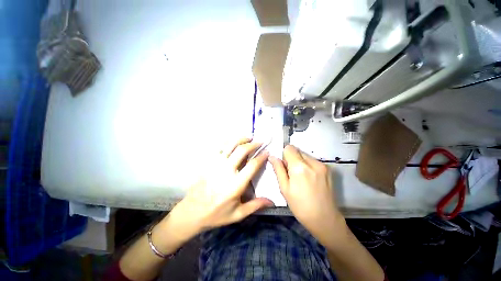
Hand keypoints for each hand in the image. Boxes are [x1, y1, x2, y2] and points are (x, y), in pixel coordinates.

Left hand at [168, 138, 273, 238]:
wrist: (192, 212)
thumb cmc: (216, 214)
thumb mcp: (238, 214)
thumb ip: (255, 205)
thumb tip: (272, 201)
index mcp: (236, 184)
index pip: (252, 165)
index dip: (261, 156)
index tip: (267, 152)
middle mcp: (226, 171)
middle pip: (242, 150)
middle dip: (253, 144)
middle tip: (259, 141)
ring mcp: (215, 164)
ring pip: (230, 145)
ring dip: (241, 138)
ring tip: (248, 137)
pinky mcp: (208, 163)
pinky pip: (219, 147)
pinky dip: (227, 141)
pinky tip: (232, 140)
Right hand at [269, 145, 342, 243]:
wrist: (324, 219)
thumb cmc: (300, 206)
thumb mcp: (284, 188)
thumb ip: (278, 169)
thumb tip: (272, 156)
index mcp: (299, 167)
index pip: (289, 148)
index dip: (284, 155)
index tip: (284, 166)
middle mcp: (312, 162)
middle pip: (297, 151)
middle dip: (291, 158)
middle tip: (291, 174)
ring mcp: (322, 165)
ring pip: (305, 155)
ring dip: (300, 162)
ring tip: (301, 178)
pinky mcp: (328, 169)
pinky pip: (312, 161)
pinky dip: (307, 165)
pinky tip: (309, 179)